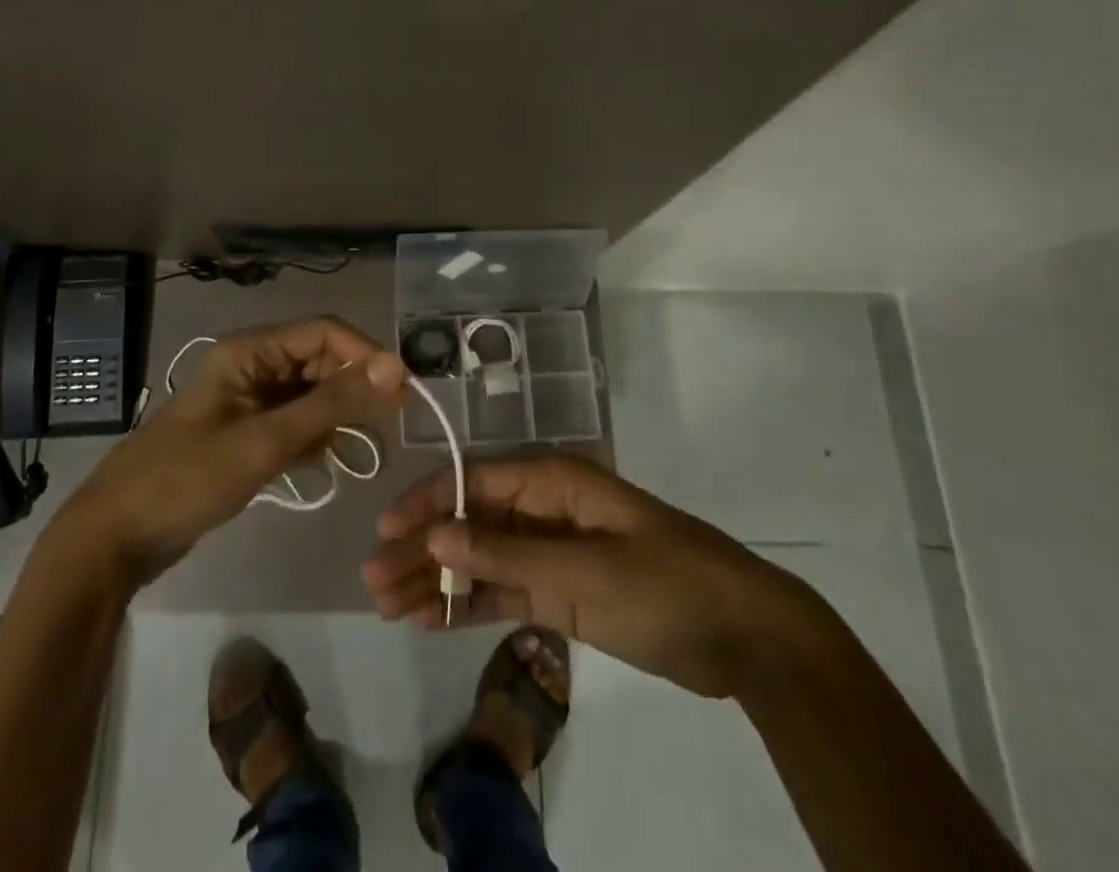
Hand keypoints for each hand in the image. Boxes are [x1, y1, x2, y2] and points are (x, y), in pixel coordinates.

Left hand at [65, 317, 407, 585]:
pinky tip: (318, 462)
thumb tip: (394, 369)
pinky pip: (295, 422)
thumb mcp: (265, 441)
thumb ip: (330, 404)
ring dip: (333, 416)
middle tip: (384, 426)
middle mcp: (252, 365)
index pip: (323, 333)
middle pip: (319, 361)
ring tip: (351, 450)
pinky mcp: (246, 432)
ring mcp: (248, 400)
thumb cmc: (187, 479)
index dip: (365, 355)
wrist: (115, 537)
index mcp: (249, 351)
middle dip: (352, 389)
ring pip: (310, 393)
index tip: (402, 389)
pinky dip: (312, 437)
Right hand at [363, 455, 825, 698]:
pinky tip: (428, 620)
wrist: (746, 637)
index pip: (474, 482)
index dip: (427, 503)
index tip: (384, 530)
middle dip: (421, 548)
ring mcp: (552, 552)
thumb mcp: (585, 571)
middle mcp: (544, 508)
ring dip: (436, 580)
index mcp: (552, 481)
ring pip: (480, 560)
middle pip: (469, 522)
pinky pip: (503, 592)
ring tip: (387, 606)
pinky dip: (467, 605)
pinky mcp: (562, 592)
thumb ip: (507, 557)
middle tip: (372, 581)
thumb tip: (434, 536)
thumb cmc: (666, 586)